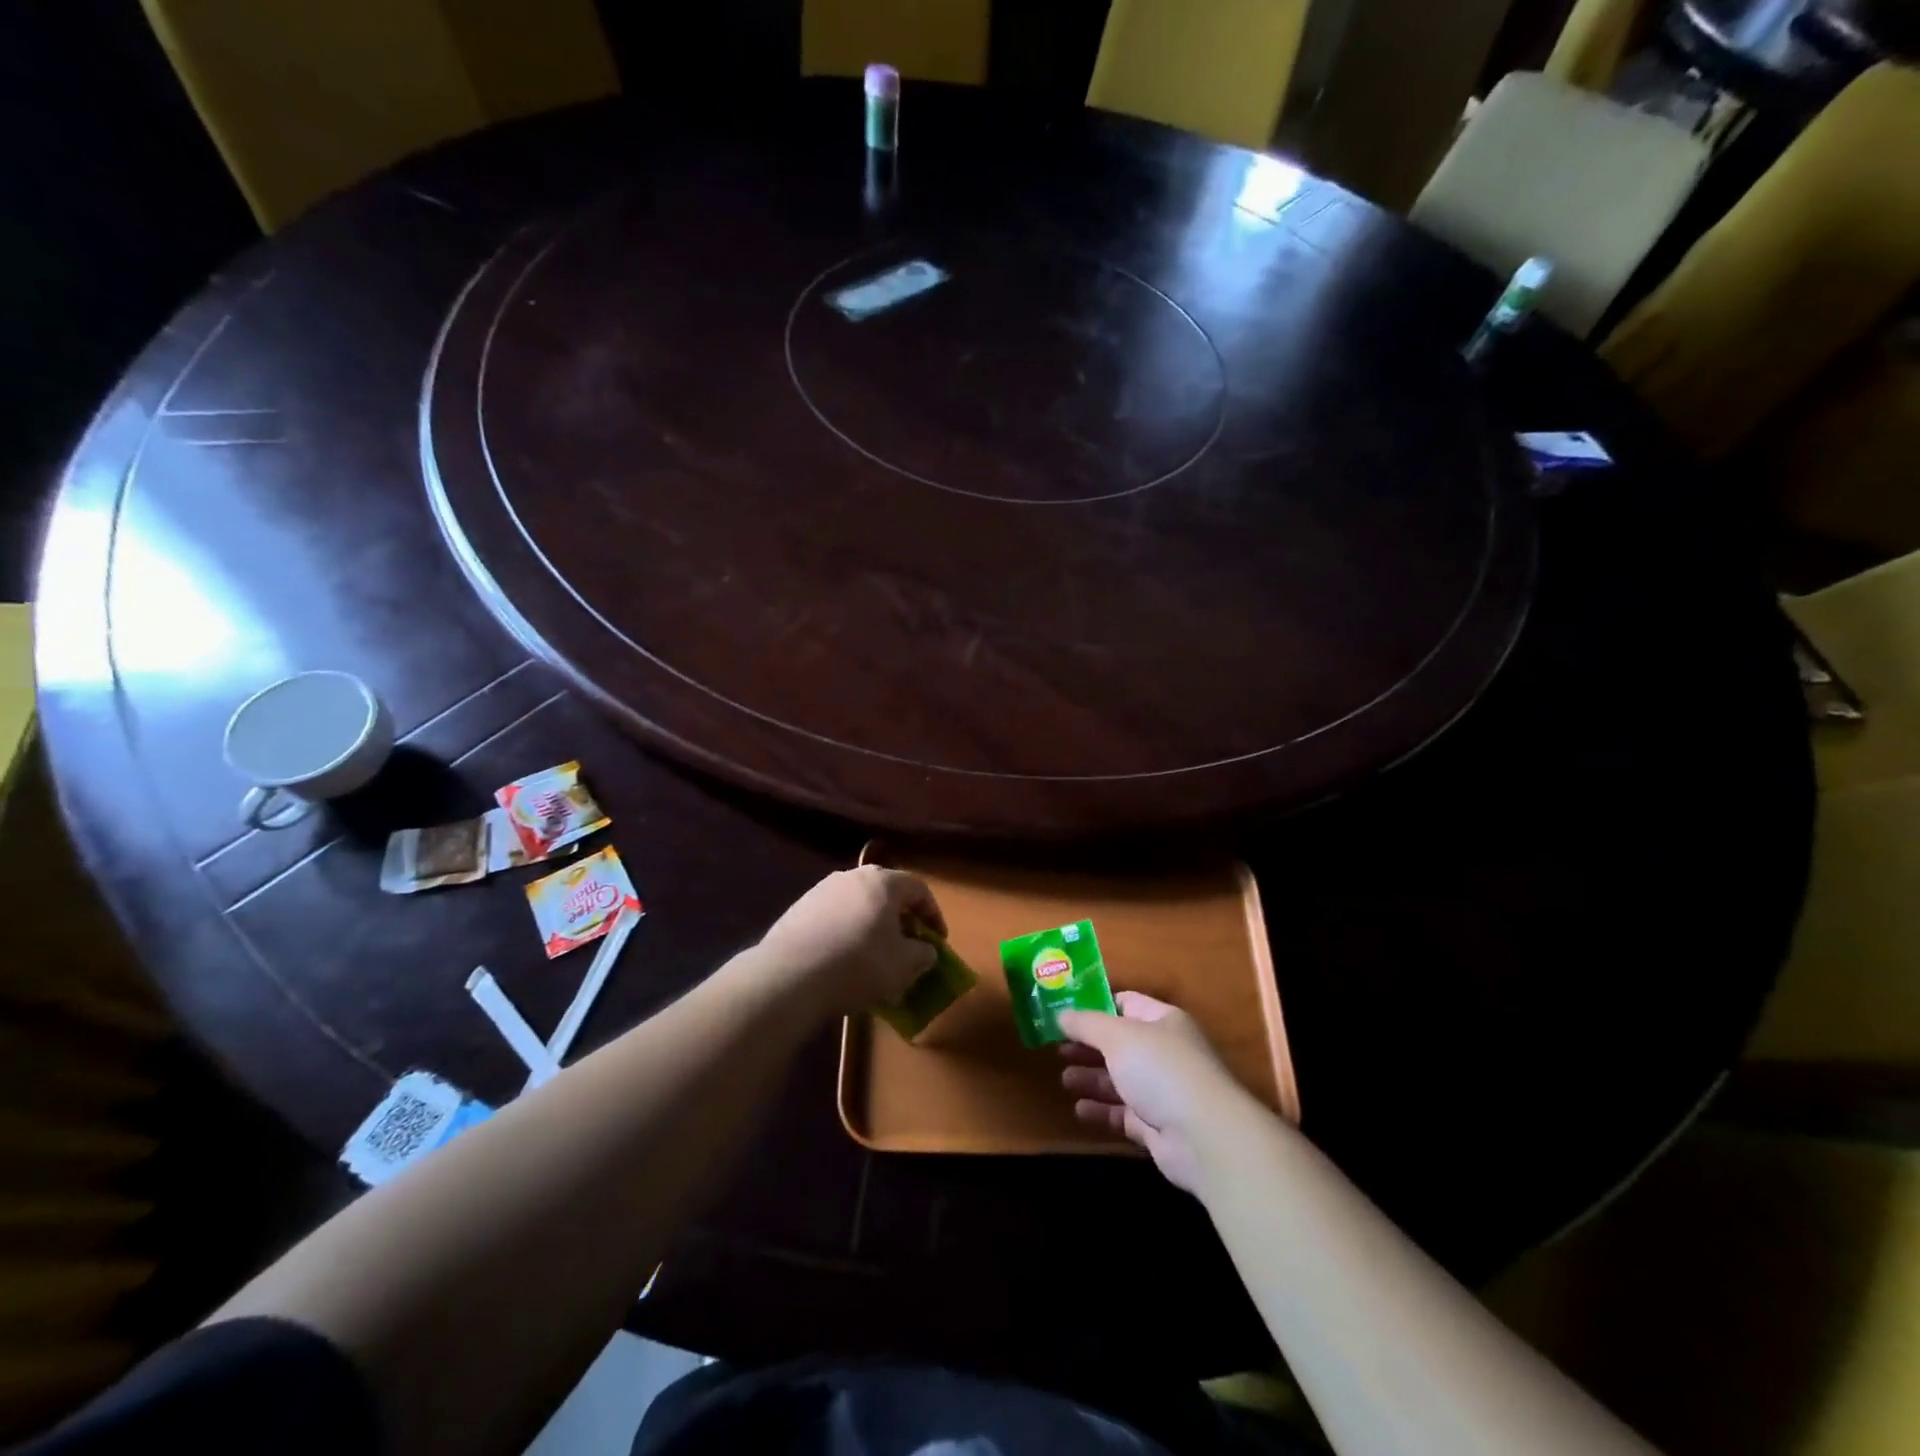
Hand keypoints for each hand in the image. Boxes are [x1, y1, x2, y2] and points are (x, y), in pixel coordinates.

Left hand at [756, 867, 944, 1016]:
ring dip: (871, 926)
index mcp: (883, 882)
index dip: (933, 915)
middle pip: (886, 893)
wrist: (790, 976)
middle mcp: (852, 876)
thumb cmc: (858, 964)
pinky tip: (842, 960)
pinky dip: (845, 933)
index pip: (919, 889)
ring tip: (873, 957)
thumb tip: (925, 951)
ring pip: (857, 905)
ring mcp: (821, 890)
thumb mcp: (904, 965)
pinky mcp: (797, 909)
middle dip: (900, 920)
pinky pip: (833, 917)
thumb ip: (923, 954)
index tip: (937, 941)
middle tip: (907, 946)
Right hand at [1058, 992, 1250, 1193]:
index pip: (1125, 1003)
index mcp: (1162, 1021)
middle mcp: (1165, 1052)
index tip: (1064, 1011)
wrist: (1203, 1136)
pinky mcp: (1159, 1126)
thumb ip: (1086, 1024)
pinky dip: (1102, 1110)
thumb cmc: (1160, 1069)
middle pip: (1120, 1044)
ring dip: (1092, 1078)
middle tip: (1057, 1048)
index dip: (1095, 1005)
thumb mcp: (1117, 1036)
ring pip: (1121, 1079)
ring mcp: (1163, 1091)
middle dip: (1089, 1046)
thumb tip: (1061, 1014)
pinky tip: (1079, 1109)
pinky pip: (1124, 1113)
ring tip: (1064, 1079)